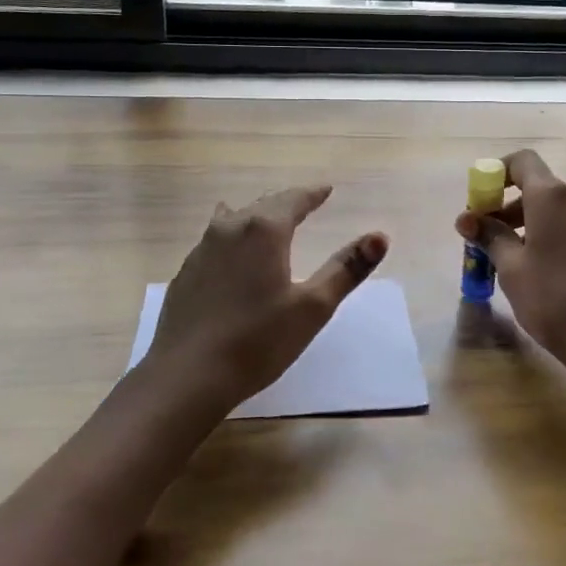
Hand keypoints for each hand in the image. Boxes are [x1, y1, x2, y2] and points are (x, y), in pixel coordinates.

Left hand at [139, 186, 387, 415]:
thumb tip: (380, 236)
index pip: (293, 200)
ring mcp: (201, 251)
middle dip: (285, 203)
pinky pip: (214, 242)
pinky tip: (230, 254)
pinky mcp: (185, 274)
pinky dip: (232, 239)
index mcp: (264, 231)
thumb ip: (346, 268)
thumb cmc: (258, 340)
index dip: (312, 194)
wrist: (186, 376)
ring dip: (254, 216)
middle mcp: (229, 230)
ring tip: (265, 219)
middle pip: (262, 205)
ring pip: (233, 220)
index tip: (325, 189)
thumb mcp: (313, 307)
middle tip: (303, 203)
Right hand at [454, 150, 565, 374]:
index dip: (496, 173)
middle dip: (506, 206)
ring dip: (526, 223)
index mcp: (552, 196)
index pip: (522, 161)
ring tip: (506, 259)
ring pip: (554, 209)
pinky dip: (548, 235)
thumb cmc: (551, 297)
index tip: (478, 201)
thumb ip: (489, 236)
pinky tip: (536, 269)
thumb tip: (467, 218)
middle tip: (484, 238)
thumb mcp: (511, 267)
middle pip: (537, 187)